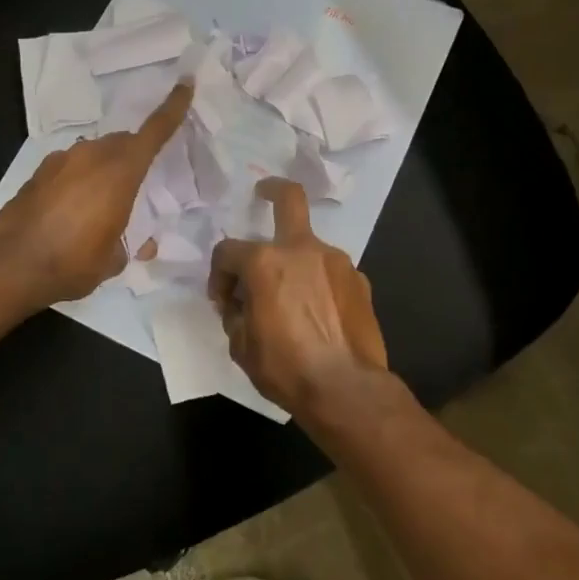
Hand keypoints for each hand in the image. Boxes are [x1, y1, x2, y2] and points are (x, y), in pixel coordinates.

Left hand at [0, 79, 193, 306]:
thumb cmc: (73, 262)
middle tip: (138, 183)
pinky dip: (77, 181)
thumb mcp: (114, 260)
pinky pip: (69, 167)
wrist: (11, 266)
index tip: (185, 83)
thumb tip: (139, 244)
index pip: (154, 132)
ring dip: (103, 170)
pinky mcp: (38, 172)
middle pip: (122, 143)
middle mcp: (92, 156)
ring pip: (94, 154)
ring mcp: (61, 160)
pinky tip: (70, 210)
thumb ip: (130, 244)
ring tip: (101, 204)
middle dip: (133, 156)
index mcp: (121, 172)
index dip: (172, 108)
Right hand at [208, 178, 389, 414]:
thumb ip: (236, 313)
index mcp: (264, 262)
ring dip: (295, 262)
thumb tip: (241, 303)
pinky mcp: (360, 281)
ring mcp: (336, 262)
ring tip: (292, 297)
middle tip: (263, 194)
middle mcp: (302, 250)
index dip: (218, 275)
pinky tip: (319, 313)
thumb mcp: (241, 345)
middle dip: (272, 190)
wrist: (345, 389)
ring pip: (309, 247)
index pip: (228, 252)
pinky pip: (330, 272)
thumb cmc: (285, 367)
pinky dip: (319, 283)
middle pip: (288, 199)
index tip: (223, 301)